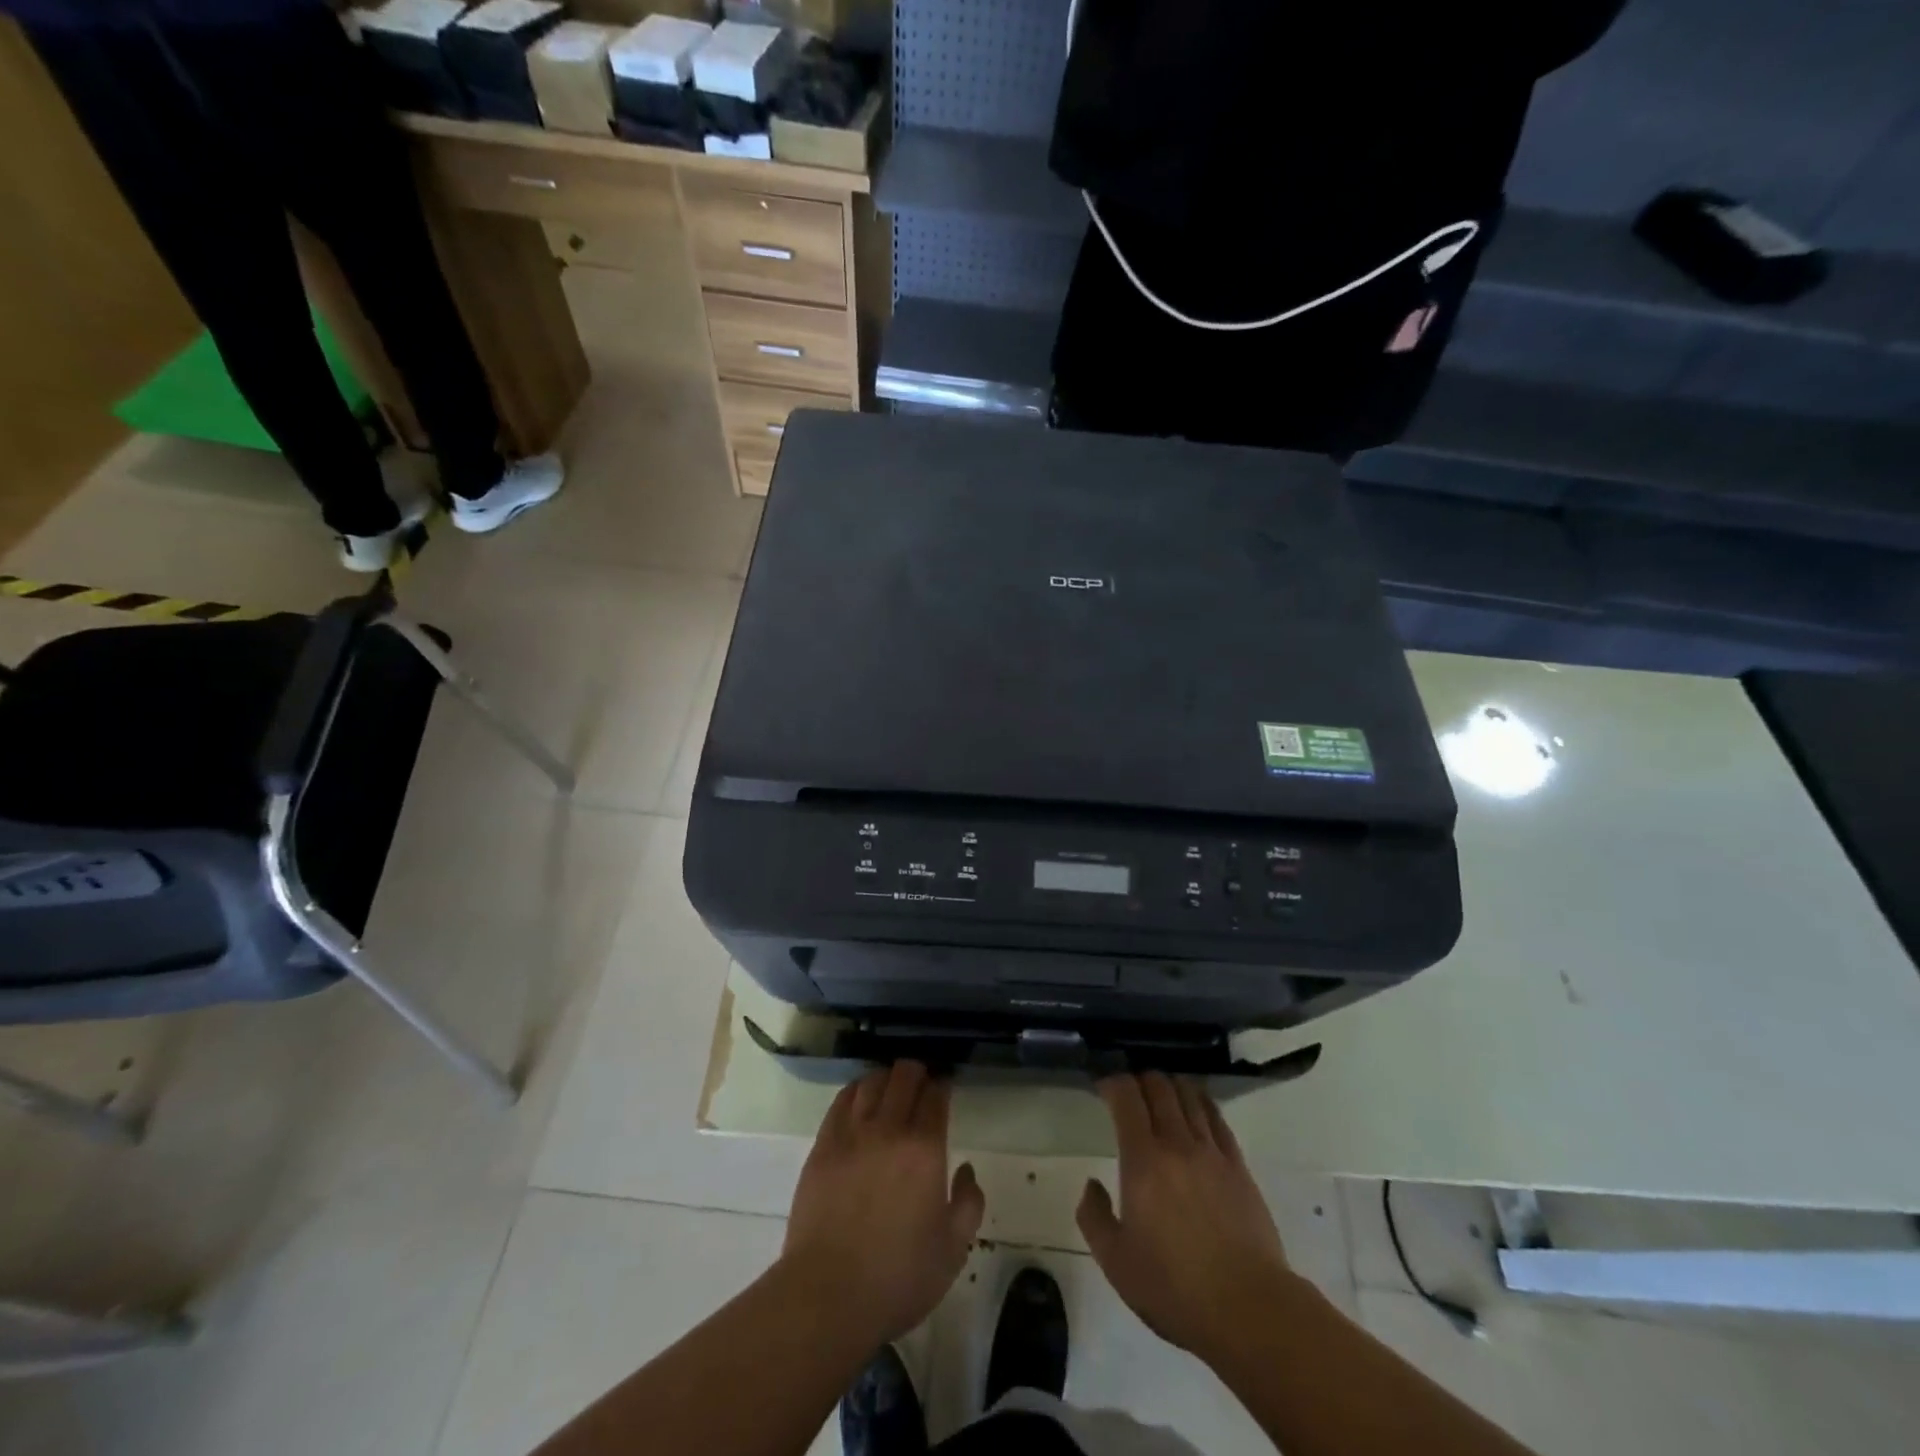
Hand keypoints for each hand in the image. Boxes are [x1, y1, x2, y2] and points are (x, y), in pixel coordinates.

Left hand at [781, 1061, 985, 1344]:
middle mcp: (889, 1129)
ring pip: (871, 1082)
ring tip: (891, 1087)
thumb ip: (968, 1203)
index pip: (936, 1096)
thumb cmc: (897, 1277)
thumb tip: (965, 1170)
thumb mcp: (952, 1250)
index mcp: (925, 1149)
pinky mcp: (822, 1146)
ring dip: (886, 1078)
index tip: (945, 1088)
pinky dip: (855, 1090)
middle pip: (903, 1077)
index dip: (942, 1086)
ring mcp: (851, 1135)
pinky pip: (841, 1101)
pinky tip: (860, 1097)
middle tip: (921, 1083)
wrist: (827, 1295)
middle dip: (916, 1072)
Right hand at [1077, 1073, 1293, 1363]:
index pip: (1126, 1097)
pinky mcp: (1239, 1166)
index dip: (1112, 1083)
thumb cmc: (1174, 1288)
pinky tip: (1196, 1107)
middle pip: (1159, 1087)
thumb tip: (1092, 1184)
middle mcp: (1177, 1144)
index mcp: (1143, 1160)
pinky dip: (1202, 1103)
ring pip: (1189, 1096)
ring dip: (1171, 1086)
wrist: (1249, 1309)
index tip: (1103, 1088)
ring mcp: (1212, 1152)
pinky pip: (1217, 1119)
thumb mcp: (1116, 1262)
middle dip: (1140, 1080)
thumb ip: (1094, 1217)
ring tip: (1161, 1094)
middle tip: (1130, 1092)